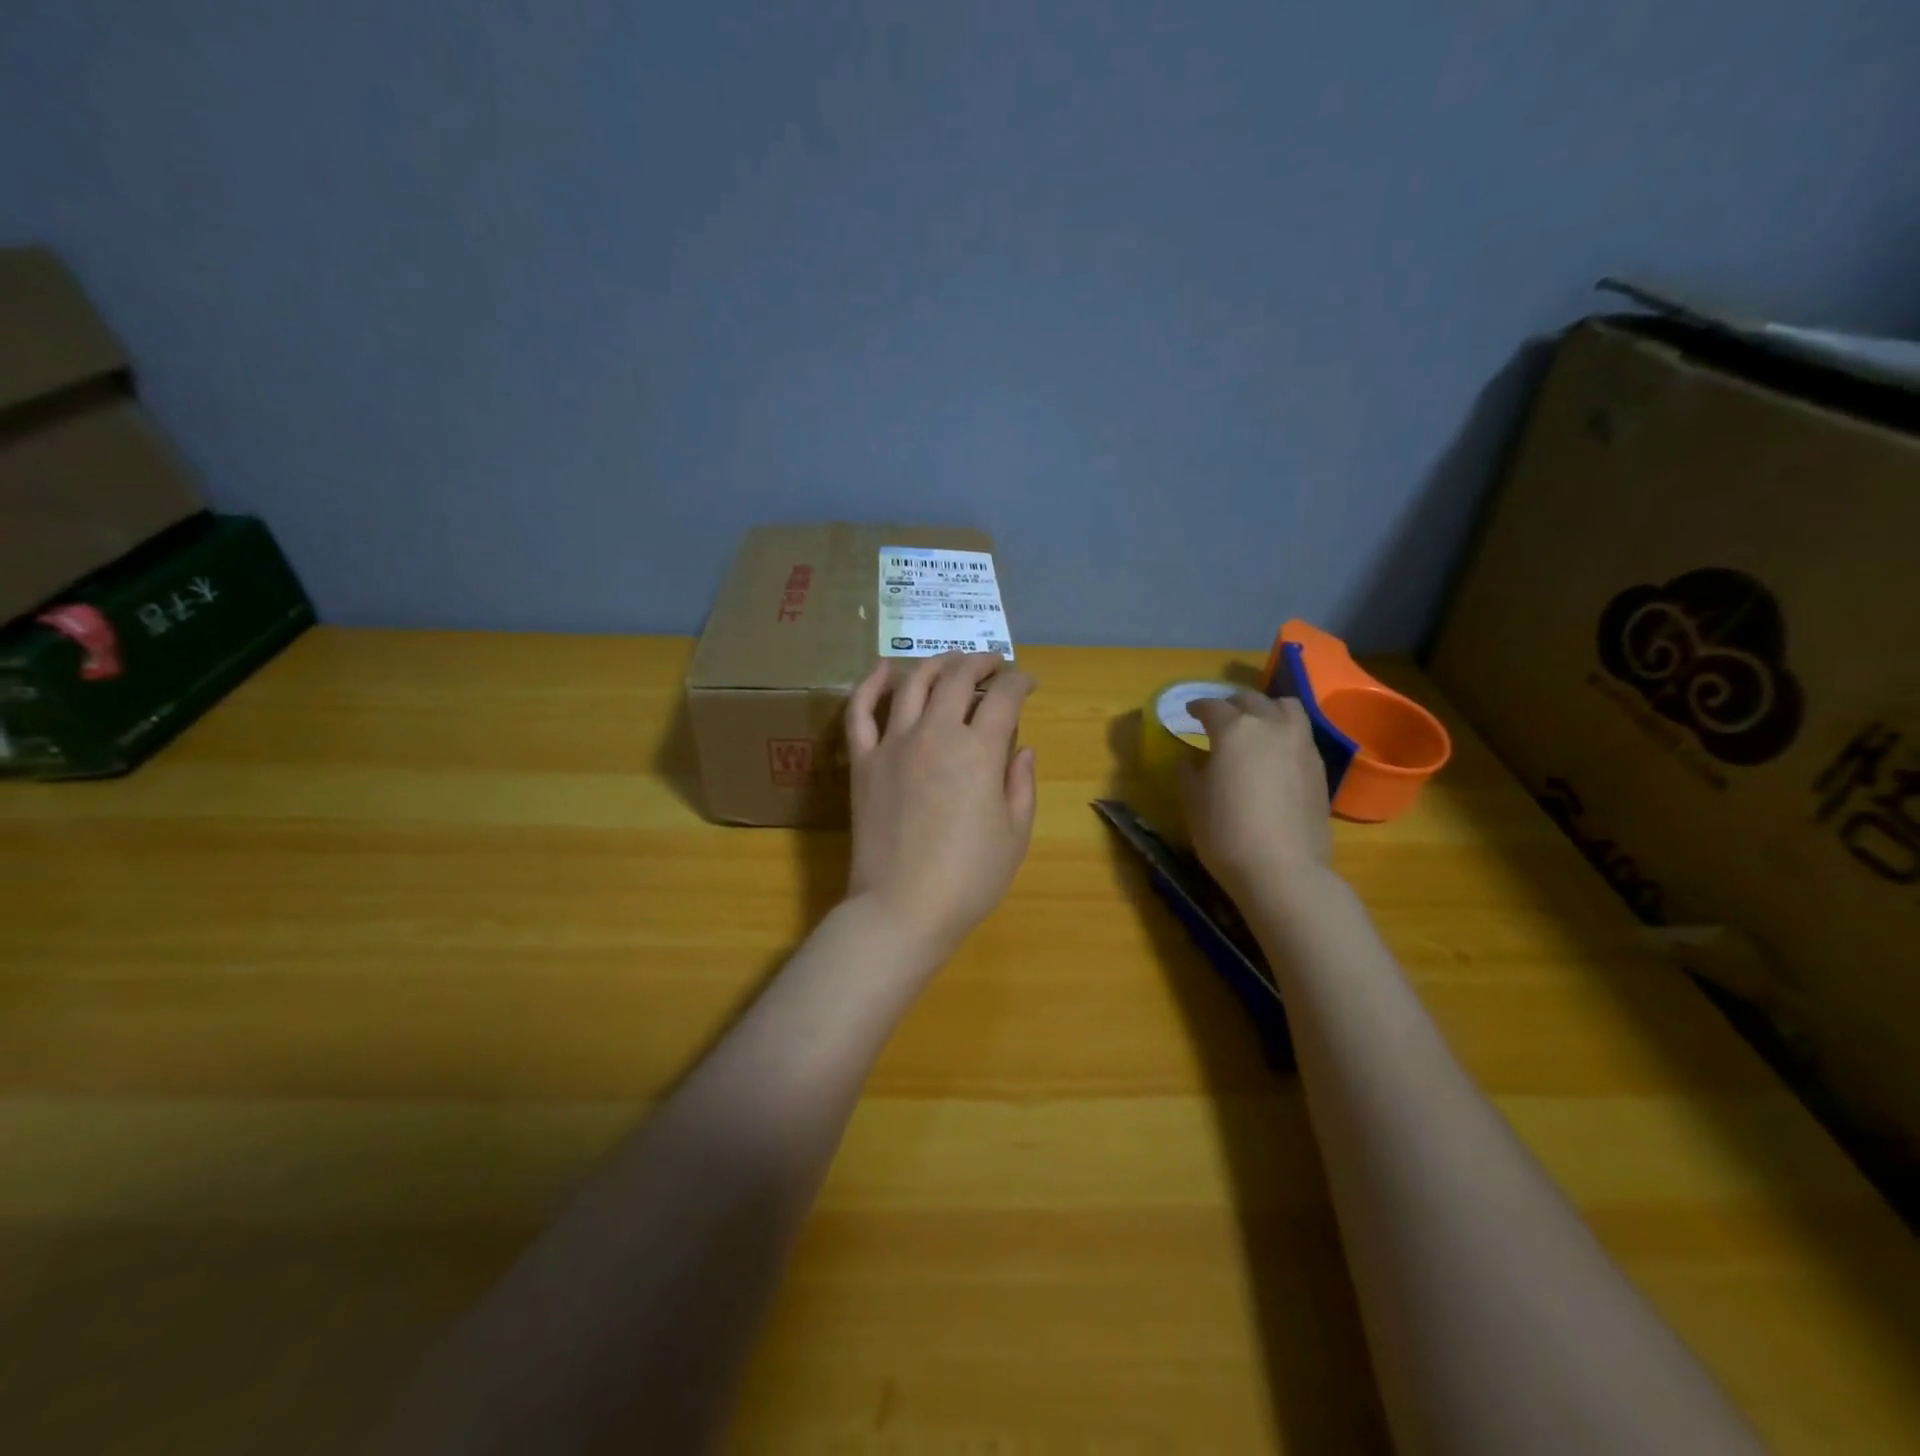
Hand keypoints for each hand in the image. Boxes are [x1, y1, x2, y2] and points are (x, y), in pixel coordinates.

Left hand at [844, 652, 1037, 961]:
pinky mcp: (863, 761)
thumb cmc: (969, 878)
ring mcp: (893, 744)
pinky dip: (871, 684)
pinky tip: (885, 669)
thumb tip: (1021, 748)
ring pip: (913, 684)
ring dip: (936, 664)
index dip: (1020, 682)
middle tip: (992, 666)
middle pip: (957, 678)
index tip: (1027, 684)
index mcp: (979, 751)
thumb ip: (1021, 784)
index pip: (1004, 697)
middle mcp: (936, 734)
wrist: (902, 908)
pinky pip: (860, 711)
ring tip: (951, 662)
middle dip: (980, 663)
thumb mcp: (1015, 835)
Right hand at [1180, 693, 1332, 899]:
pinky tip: (1274, 753)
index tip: (1189, 712)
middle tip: (1219, 717)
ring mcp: (1300, 745)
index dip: (1197, 707)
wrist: (1282, 870)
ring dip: (1266, 709)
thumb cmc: (1225, 833)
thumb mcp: (1193, 801)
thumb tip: (1190, 758)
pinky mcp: (1319, 767)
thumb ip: (1189, 772)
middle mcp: (1271, 727)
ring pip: (1286, 708)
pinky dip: (1285, 731)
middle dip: (1232, 704)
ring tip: (1255, 725)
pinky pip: (1301, 733)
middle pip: (1252, 700)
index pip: (1212, 707)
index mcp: (1235, 730)